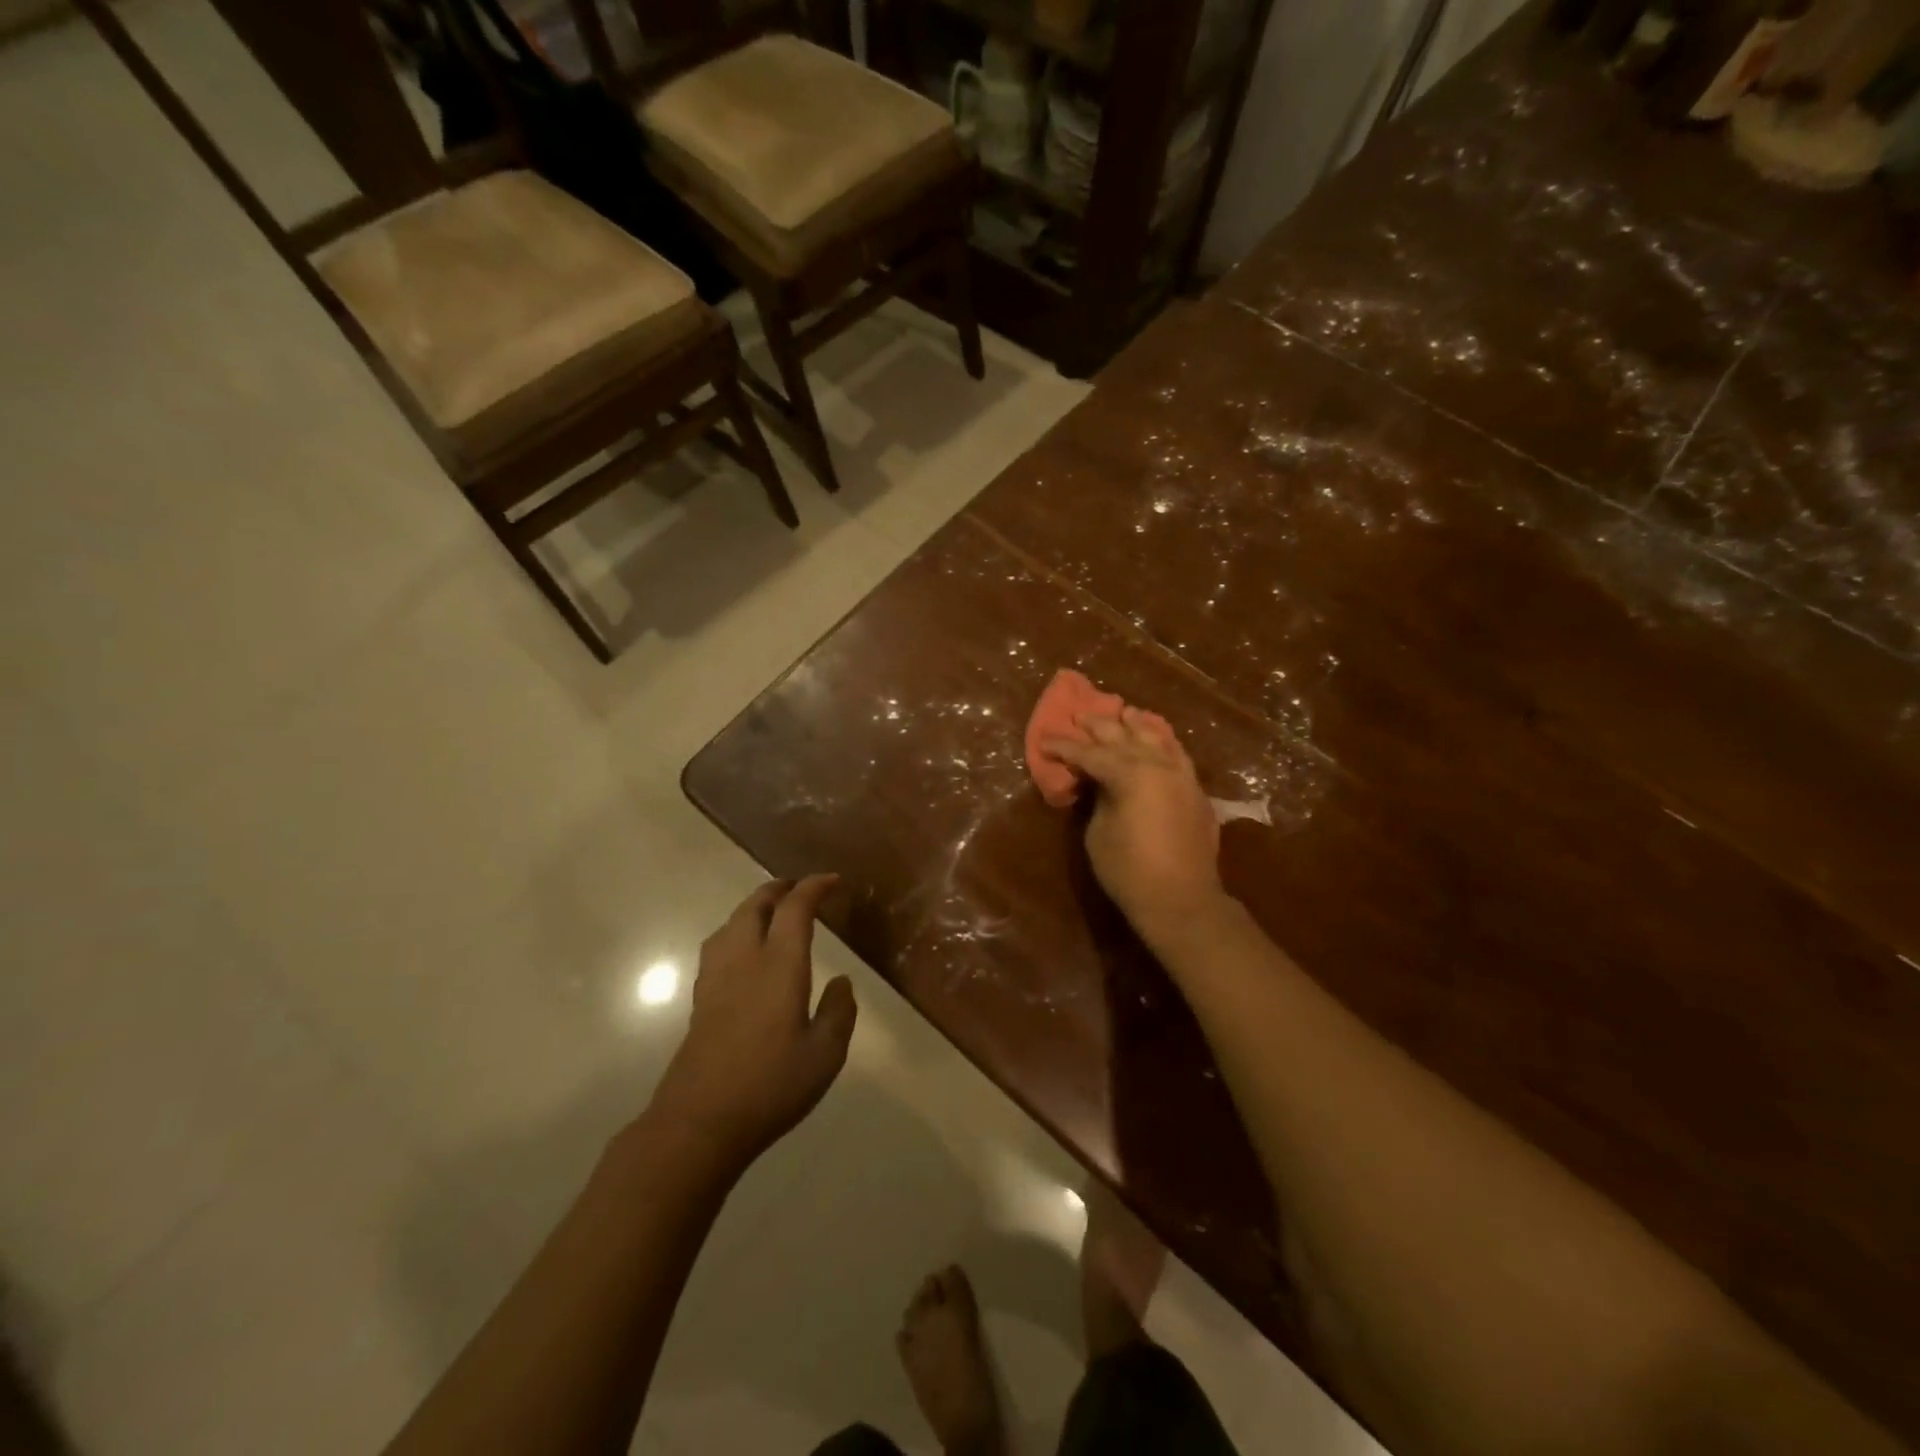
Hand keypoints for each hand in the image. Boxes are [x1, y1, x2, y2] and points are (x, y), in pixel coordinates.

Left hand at [648, 875, 856, 1168]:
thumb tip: (842, 981)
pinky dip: (737, 931)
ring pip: (732, 923)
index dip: (814, 887)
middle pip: (755, 906)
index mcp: (779, 964)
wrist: (699, 1122)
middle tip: (800, 888)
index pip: (795, 908)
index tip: (833, 881)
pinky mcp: (701, 1000)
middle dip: (779, 889)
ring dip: (754, 907)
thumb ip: (839, 1012)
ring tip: (772, 913)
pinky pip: (719, 946)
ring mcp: (716, 978)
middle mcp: (744, 959)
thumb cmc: (771, 1085)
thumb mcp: (825, 1054)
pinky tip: (744, 953)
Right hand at [1046, 709, 1224, 934]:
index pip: (1089, 753)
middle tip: (1078, 716)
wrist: (1182, 900)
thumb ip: (1098, 798)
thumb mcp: (1098, 832)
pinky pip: (1176, 753)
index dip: (1064, 747)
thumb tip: (1099, 782)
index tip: (1045, 741)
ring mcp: (1181, 775)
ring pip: (1155, 738)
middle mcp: (1158, 765)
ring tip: (1122, 713)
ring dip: (1135, 725)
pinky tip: (1156, 737)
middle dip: (1098, 726)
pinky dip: (1162, 741)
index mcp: (1130, 774)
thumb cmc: (1129, 870)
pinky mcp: (1194, 789)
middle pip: (1123, 737)